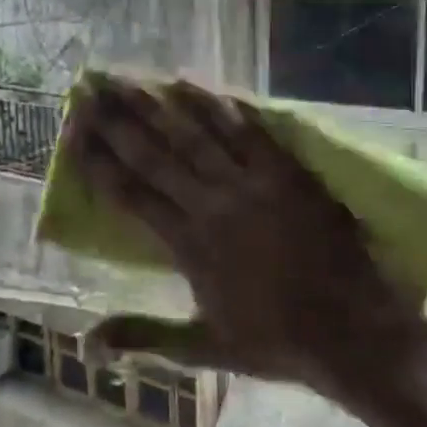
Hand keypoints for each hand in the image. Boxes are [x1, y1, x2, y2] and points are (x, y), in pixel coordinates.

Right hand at [66, 75, 420, 399]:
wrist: (353, 333)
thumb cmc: (276, 342)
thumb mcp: (204, 348)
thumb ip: (145, 336)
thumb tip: (87, 342)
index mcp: (188, 245)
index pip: (130, 193)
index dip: (97, 160)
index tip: (72, 130)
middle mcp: (212, 205)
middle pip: (154, 154)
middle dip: (116, 120)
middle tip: (88, 88)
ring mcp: (252, 184)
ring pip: (195, 134)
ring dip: (158, 104)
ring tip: (128, 78)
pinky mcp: (287, 173)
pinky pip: (248, 130)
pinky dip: (219, 106)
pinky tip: (194, 85)